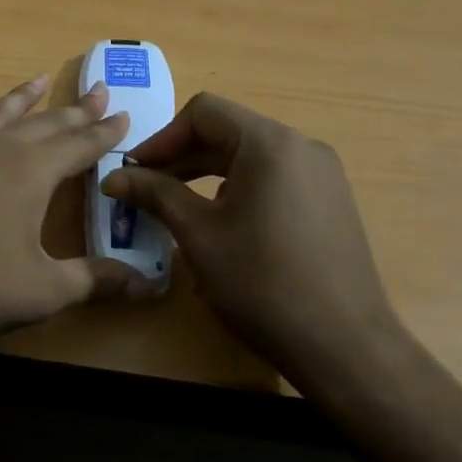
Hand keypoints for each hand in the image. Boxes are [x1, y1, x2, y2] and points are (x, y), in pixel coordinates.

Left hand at [0, 75, 156, 359]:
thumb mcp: (43, 291)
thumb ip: (95, 281)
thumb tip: (149, 288)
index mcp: (33, 172)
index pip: (80, 145)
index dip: (105, 132)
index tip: (124, 114)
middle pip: (44, 124)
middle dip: (75, 110)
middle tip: (98, 90)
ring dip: (19, 99)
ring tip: (38, 80)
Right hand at [100, 93, 404, 385]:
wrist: (346, 349)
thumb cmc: (263, 284)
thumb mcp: (199, 236)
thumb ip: (156, 194)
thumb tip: (114, 177)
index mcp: (269, 143)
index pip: (203, 113)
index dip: (162, 138)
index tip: (135, 172)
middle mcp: (301, 146)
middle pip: (228, 131)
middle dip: (182, 157)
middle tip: (147, 190)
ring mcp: (323, 174)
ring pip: (251, 156)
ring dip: (208, 173)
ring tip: (178, 209)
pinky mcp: (332, 202)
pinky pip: (275, 178)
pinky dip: (240, 189)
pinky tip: (224, 227)